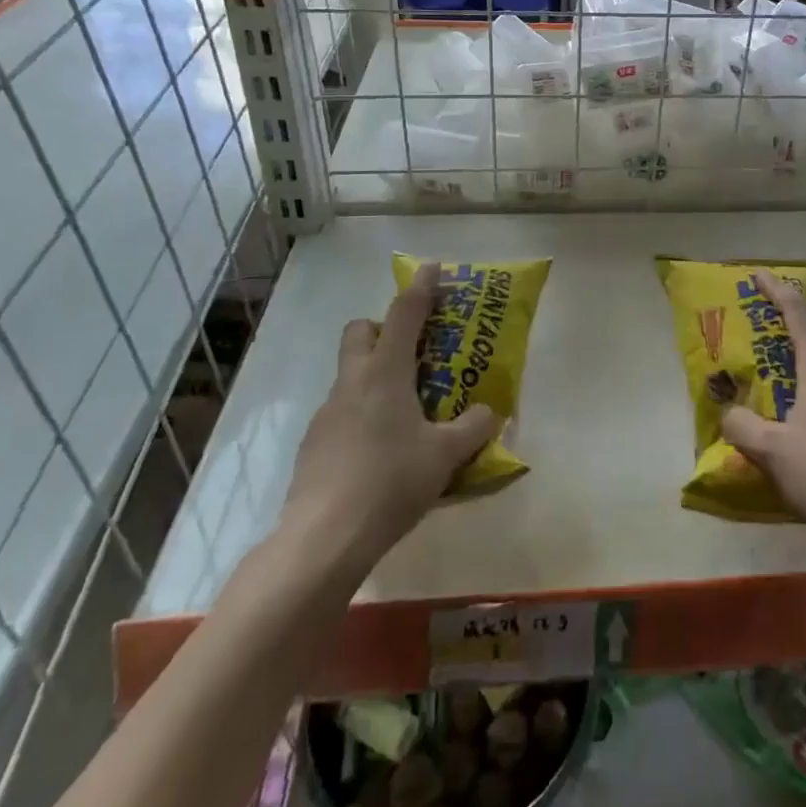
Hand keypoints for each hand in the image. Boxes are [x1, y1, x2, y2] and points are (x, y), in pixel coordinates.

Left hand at [276, 262, 498, 572]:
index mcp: (385, 372)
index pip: (404, 313)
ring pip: (350, 373)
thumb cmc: (391, 481)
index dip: (421, 287)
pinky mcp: (314, 444)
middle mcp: (352, 382)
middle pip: (360, 331)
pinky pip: (342, 411)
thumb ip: (473, 428)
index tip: (433, 268)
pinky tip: (381, 450)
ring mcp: (327, 413)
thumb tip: (491, 413)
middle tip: (413, 351)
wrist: (323, 538)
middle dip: (383, 328)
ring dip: (375, 375)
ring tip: (406, 411)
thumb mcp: (446, 455)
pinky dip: (363, 413)